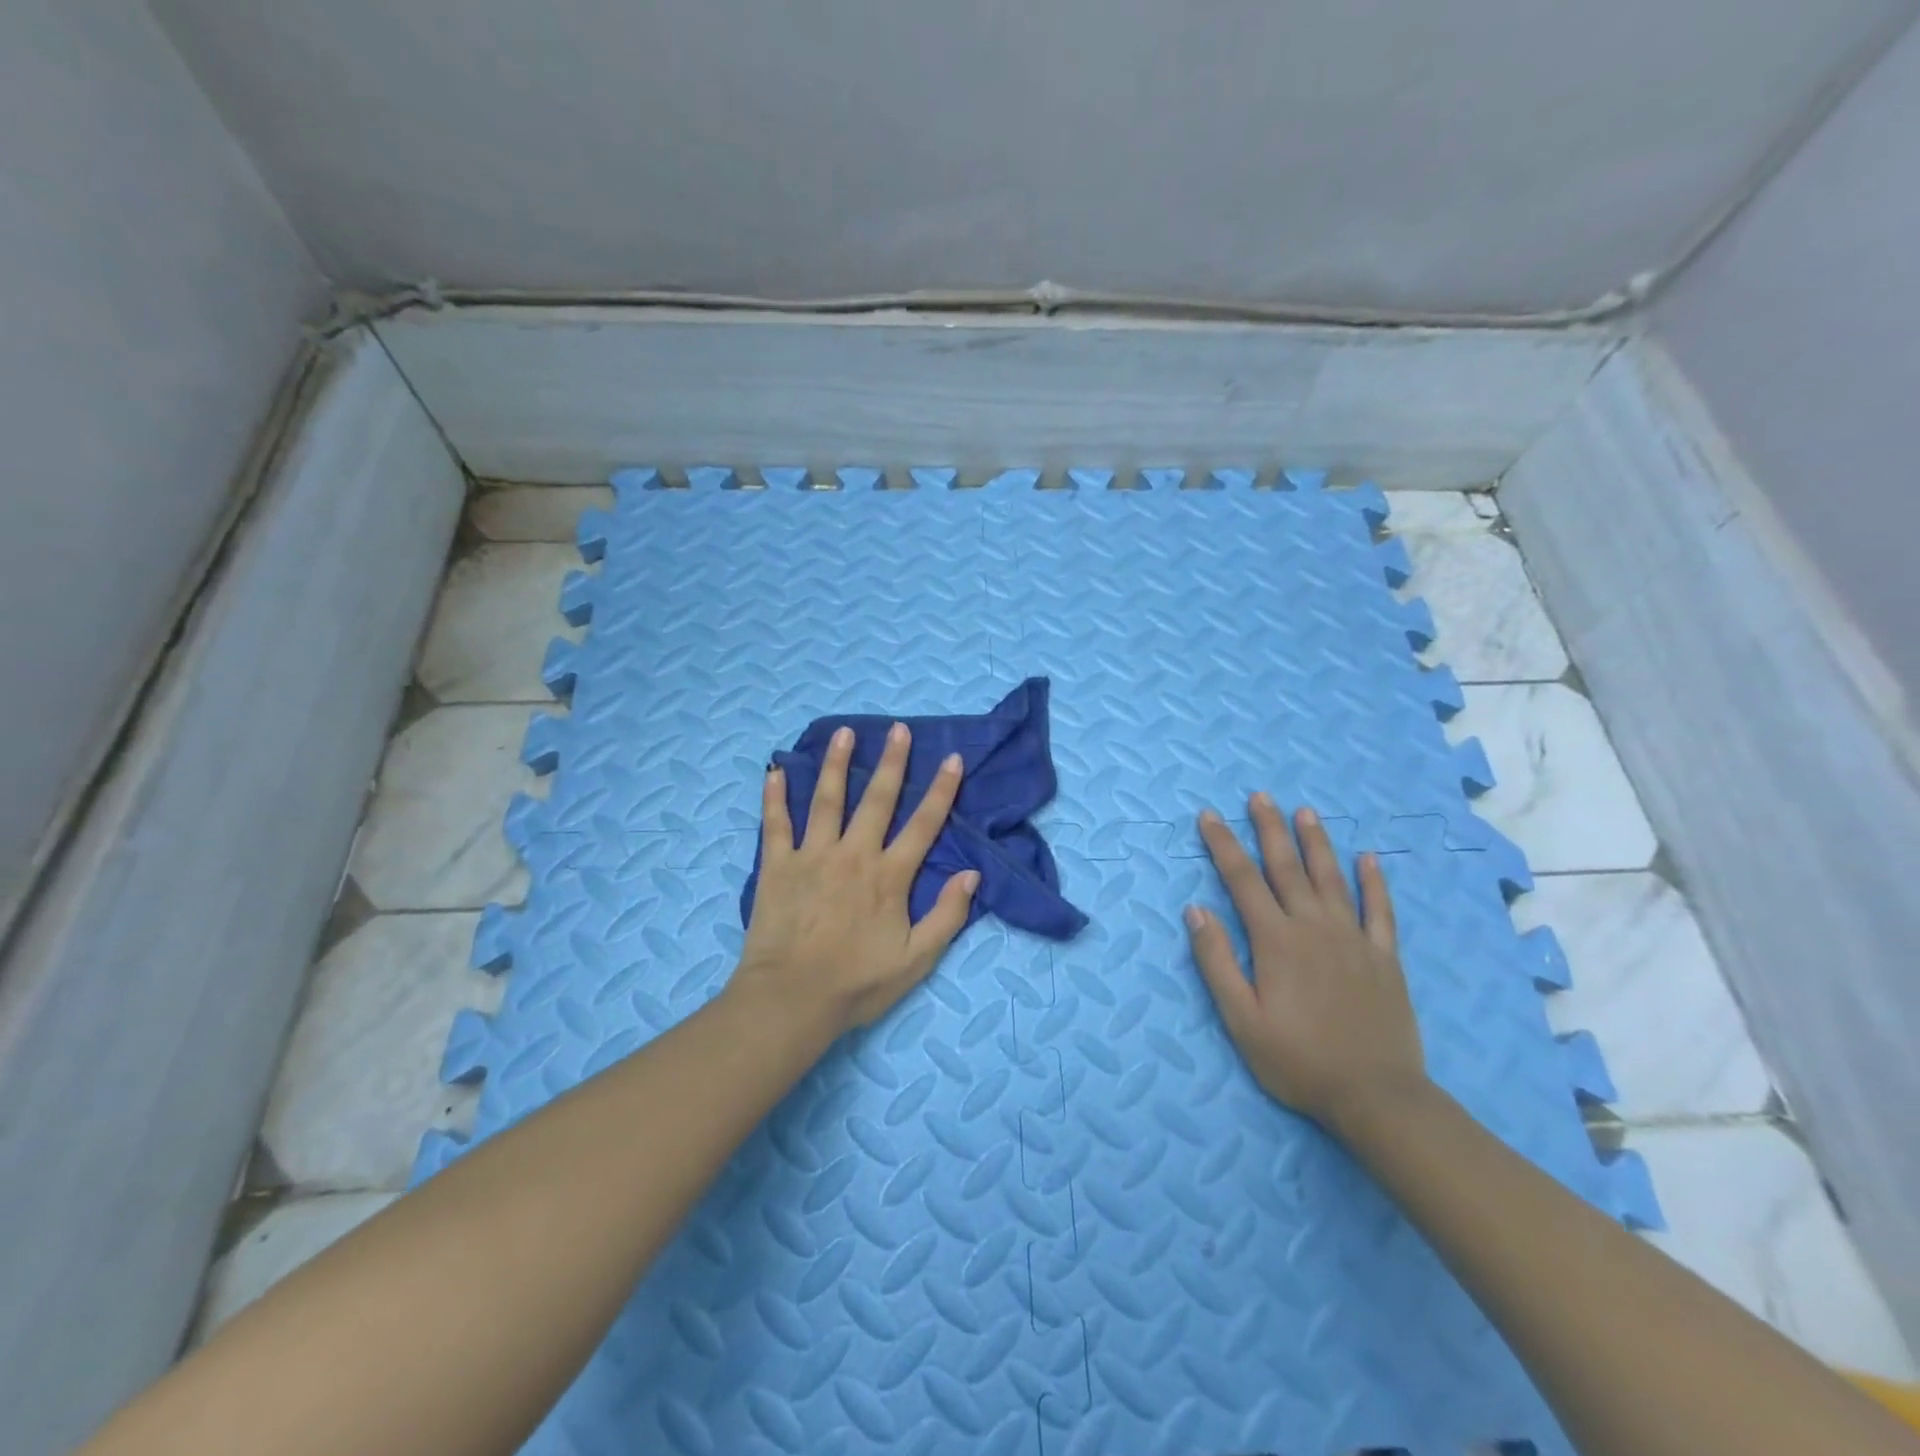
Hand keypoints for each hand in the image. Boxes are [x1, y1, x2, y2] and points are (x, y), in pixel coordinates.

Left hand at [731, 722, 979, 1034]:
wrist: (791, 1000)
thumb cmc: (857, 983)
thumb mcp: (917, 960)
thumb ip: (947, 915)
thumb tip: (971, 874)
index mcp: (889, 876)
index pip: (923, 824)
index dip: (941, 790)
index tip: (952, 758)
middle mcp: (854, 855)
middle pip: (878, 799)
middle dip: (892, 762)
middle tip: (898, 729)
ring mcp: (813, 856)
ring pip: (828, 800)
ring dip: (837, 764)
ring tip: (844, 733)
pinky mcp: (777, 866)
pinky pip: (776, 823)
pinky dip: (775, 796)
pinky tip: (776, 770)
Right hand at [1185, 795, 1427, 1131]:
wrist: (1377, 1097)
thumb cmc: (1297, 1060)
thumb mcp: (1240, 1019)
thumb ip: (1216, 961)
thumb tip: (1195, 909)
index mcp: (1276, 941)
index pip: (1242, 880)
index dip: (1223, 845)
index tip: (1209, 816)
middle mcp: (1314, 928)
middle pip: (1287, 868)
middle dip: (1269, 829)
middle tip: (1260, 796)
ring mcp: (1354, 939)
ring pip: (1331, 878)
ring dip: (1315, 843)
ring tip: (1304, 812)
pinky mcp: (1384, 958)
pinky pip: (1380, 911)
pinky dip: (1374, 882)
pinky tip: (1369, 858)